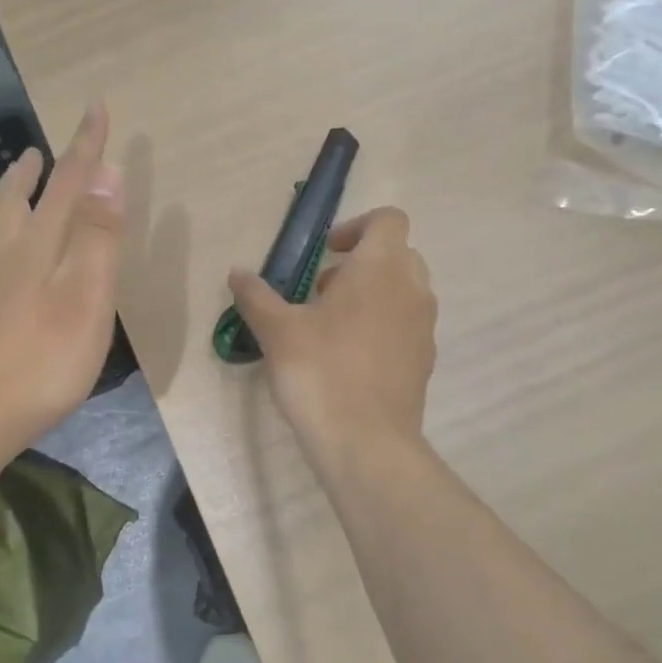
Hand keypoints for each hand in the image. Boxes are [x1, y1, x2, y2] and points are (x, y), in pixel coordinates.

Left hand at [0, 104, 123, 446]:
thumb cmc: (43, 356)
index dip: (85, 145)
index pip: (68, 182)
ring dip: (17, 197)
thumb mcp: (86, 293)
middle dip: (35, 170)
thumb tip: (107, 169)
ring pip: (5, 227)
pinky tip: (19, 258)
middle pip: (19, 200)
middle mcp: (12, 257)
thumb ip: (98, 234)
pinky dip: (14, 236)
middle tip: (39, 149)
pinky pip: (3, 256)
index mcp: (41, 245)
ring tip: (25, 186)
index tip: (97, 107)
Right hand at [227, 206, 437, 458]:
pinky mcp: (424, 361)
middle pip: (396, 254)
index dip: (355, 226)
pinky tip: (347, 360)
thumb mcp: (277, 331)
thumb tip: (237, 272)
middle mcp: (412, 290)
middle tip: (321, 292)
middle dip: (360, 264)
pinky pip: (405, 327)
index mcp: (381, 268)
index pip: (387, 219)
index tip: (325, 254)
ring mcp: (424, 327)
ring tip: (329, 328)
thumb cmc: (320, 372)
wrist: (366, 442)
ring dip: (371, 296)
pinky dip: (382, 327)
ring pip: (403, 292)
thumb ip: (256, 295)